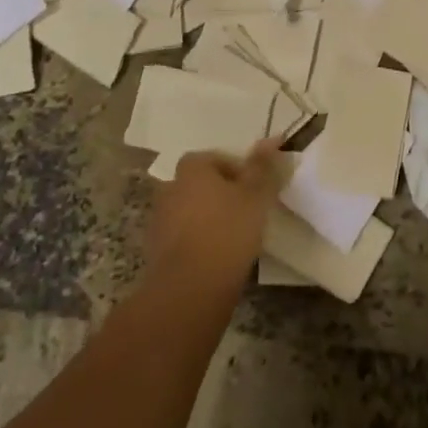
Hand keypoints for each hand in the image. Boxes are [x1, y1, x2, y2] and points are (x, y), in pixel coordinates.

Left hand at [147, 140, 284, 296]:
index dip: (235, 171)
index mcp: (191, 169)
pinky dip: (195, 242)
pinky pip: (180, 238)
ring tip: (231, 238)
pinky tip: (214, 259)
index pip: (213, 158)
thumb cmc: (227, 232)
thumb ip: (262, 167)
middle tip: (243, 212)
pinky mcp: (155, 252)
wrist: (189, 289)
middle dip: (218, 194)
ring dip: (205, 219)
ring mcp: (159, 221)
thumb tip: (272, 138)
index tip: (252, 190)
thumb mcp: (255, 196)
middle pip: (198, 184)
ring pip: (188, 211)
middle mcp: (170, 188)